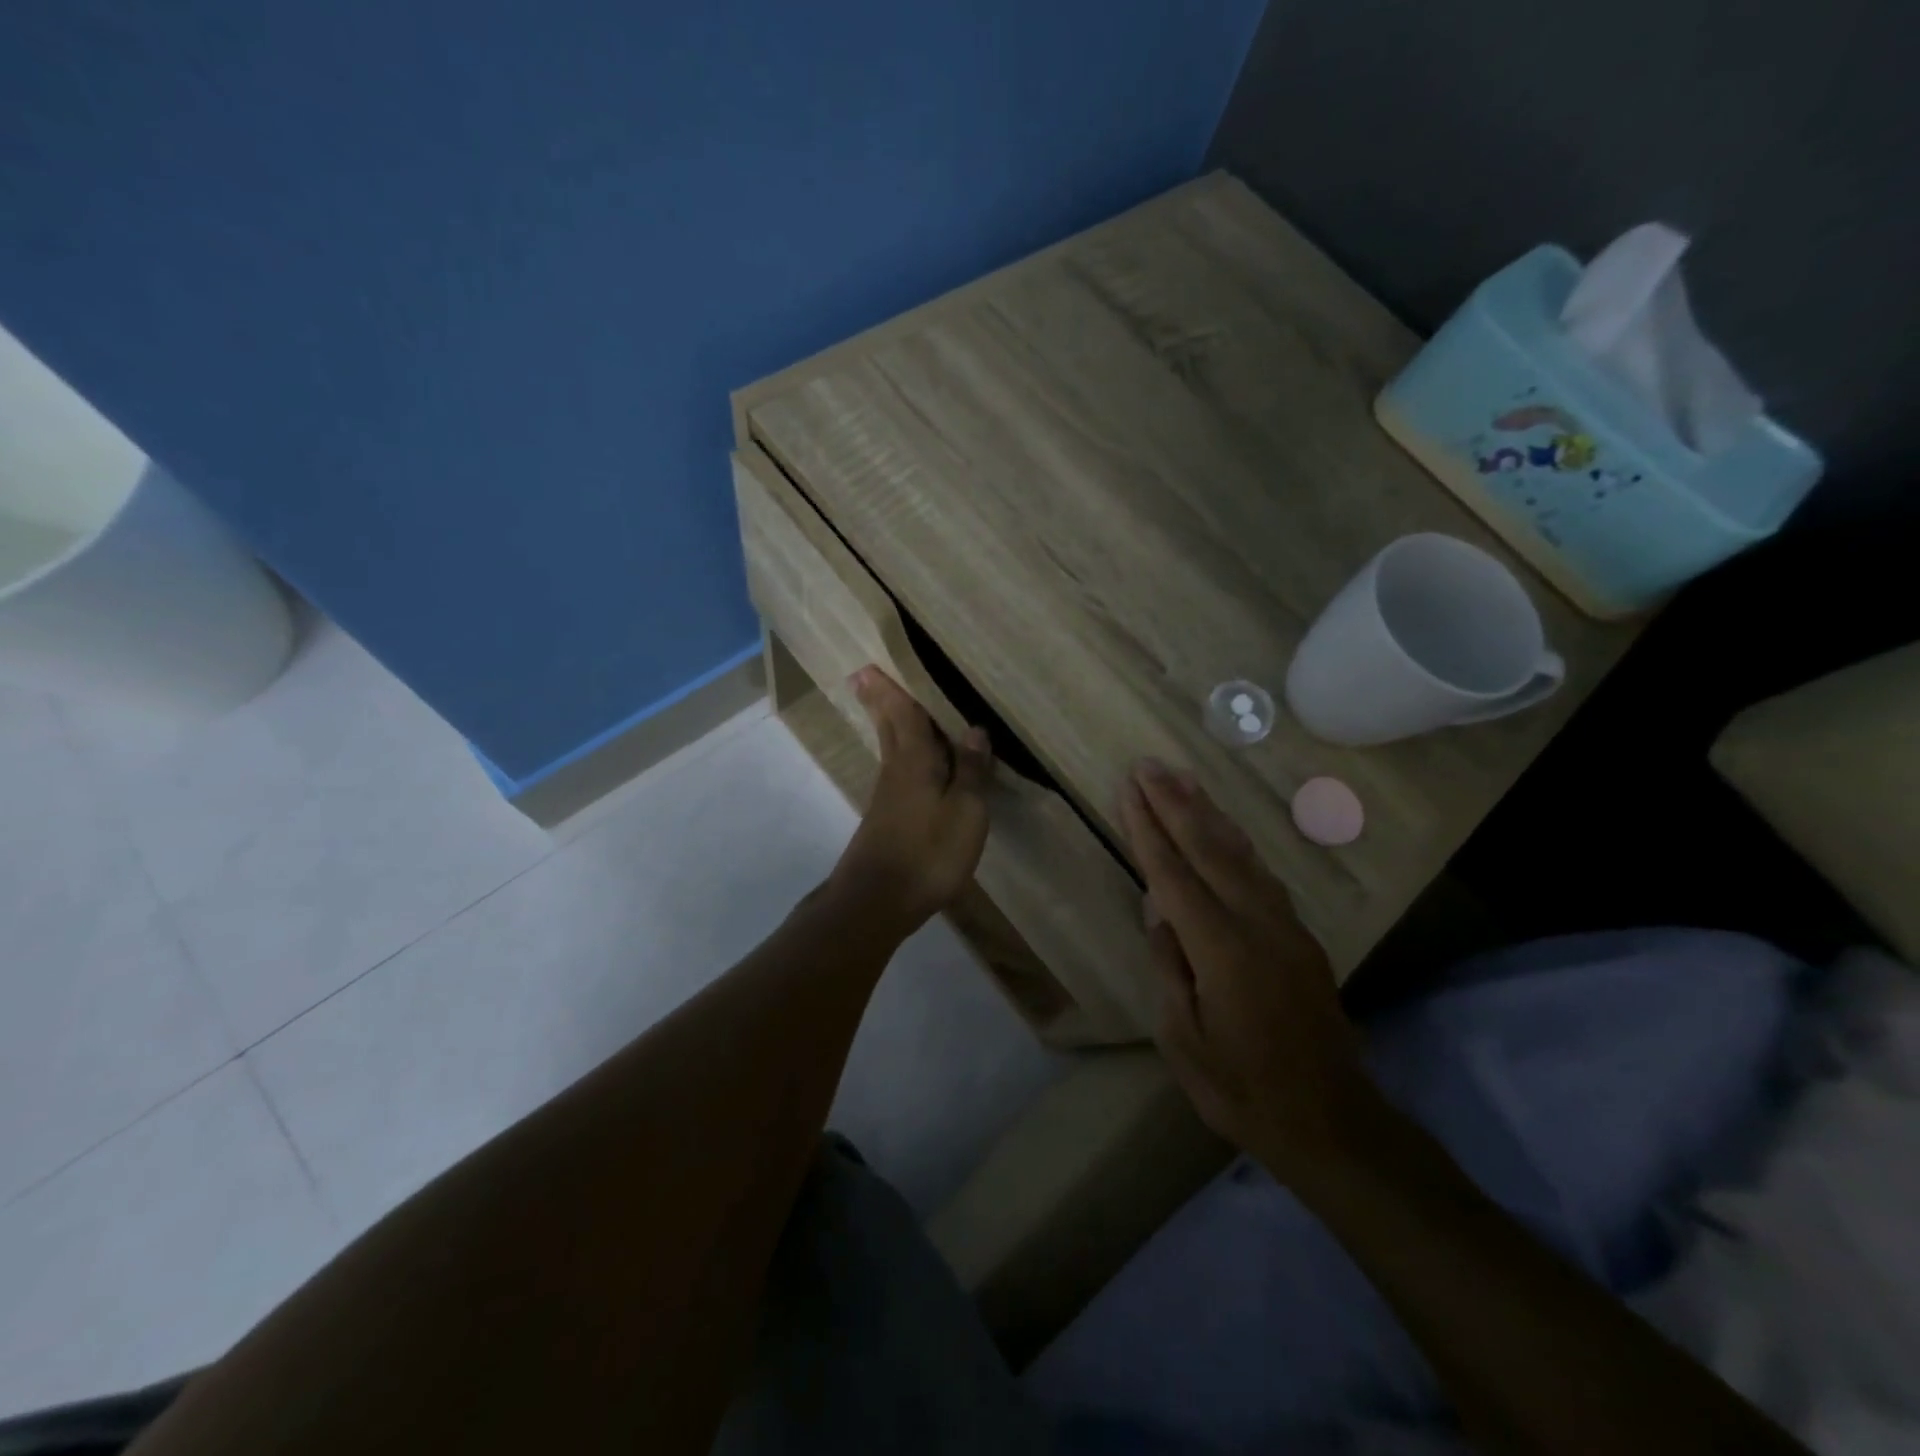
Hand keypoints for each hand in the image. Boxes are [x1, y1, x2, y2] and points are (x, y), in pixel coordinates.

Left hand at [828, 667, 993, 932]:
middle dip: (880, 702)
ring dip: (889, 726)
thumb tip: (975, 730)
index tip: (869, 666)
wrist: (876, 902)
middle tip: (864, 676)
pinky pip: (897, 772)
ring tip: (890, 708)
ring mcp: (887, 798)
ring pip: (890, 750)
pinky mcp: (886, 820)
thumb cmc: (927, 852)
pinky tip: (910, 765)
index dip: (890, 690)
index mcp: (915, 761)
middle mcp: (896, 771)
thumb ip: (972, 771)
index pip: (903, 714)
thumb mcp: (965, 812)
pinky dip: (901, 756)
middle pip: (888, 728)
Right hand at [1120, 759, 1372, 1177]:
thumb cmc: (1241, 1089)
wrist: (1330, 1122)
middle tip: (1150, 766)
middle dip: (1176, 803)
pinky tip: (1225, 830)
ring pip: (1241, 855)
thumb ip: (1170, 968)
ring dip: (1209, 813)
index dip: (1149, 829)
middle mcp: (1256, 925)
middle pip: (1210, 849)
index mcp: (1221, 950)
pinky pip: (1261, 875)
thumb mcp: (1184, 1040)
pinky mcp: (1300, 937)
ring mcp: (1284, 927)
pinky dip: (1236, 843)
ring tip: (1183, 779)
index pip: (1174, 875)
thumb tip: (1159, 911)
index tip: (1129, 790)